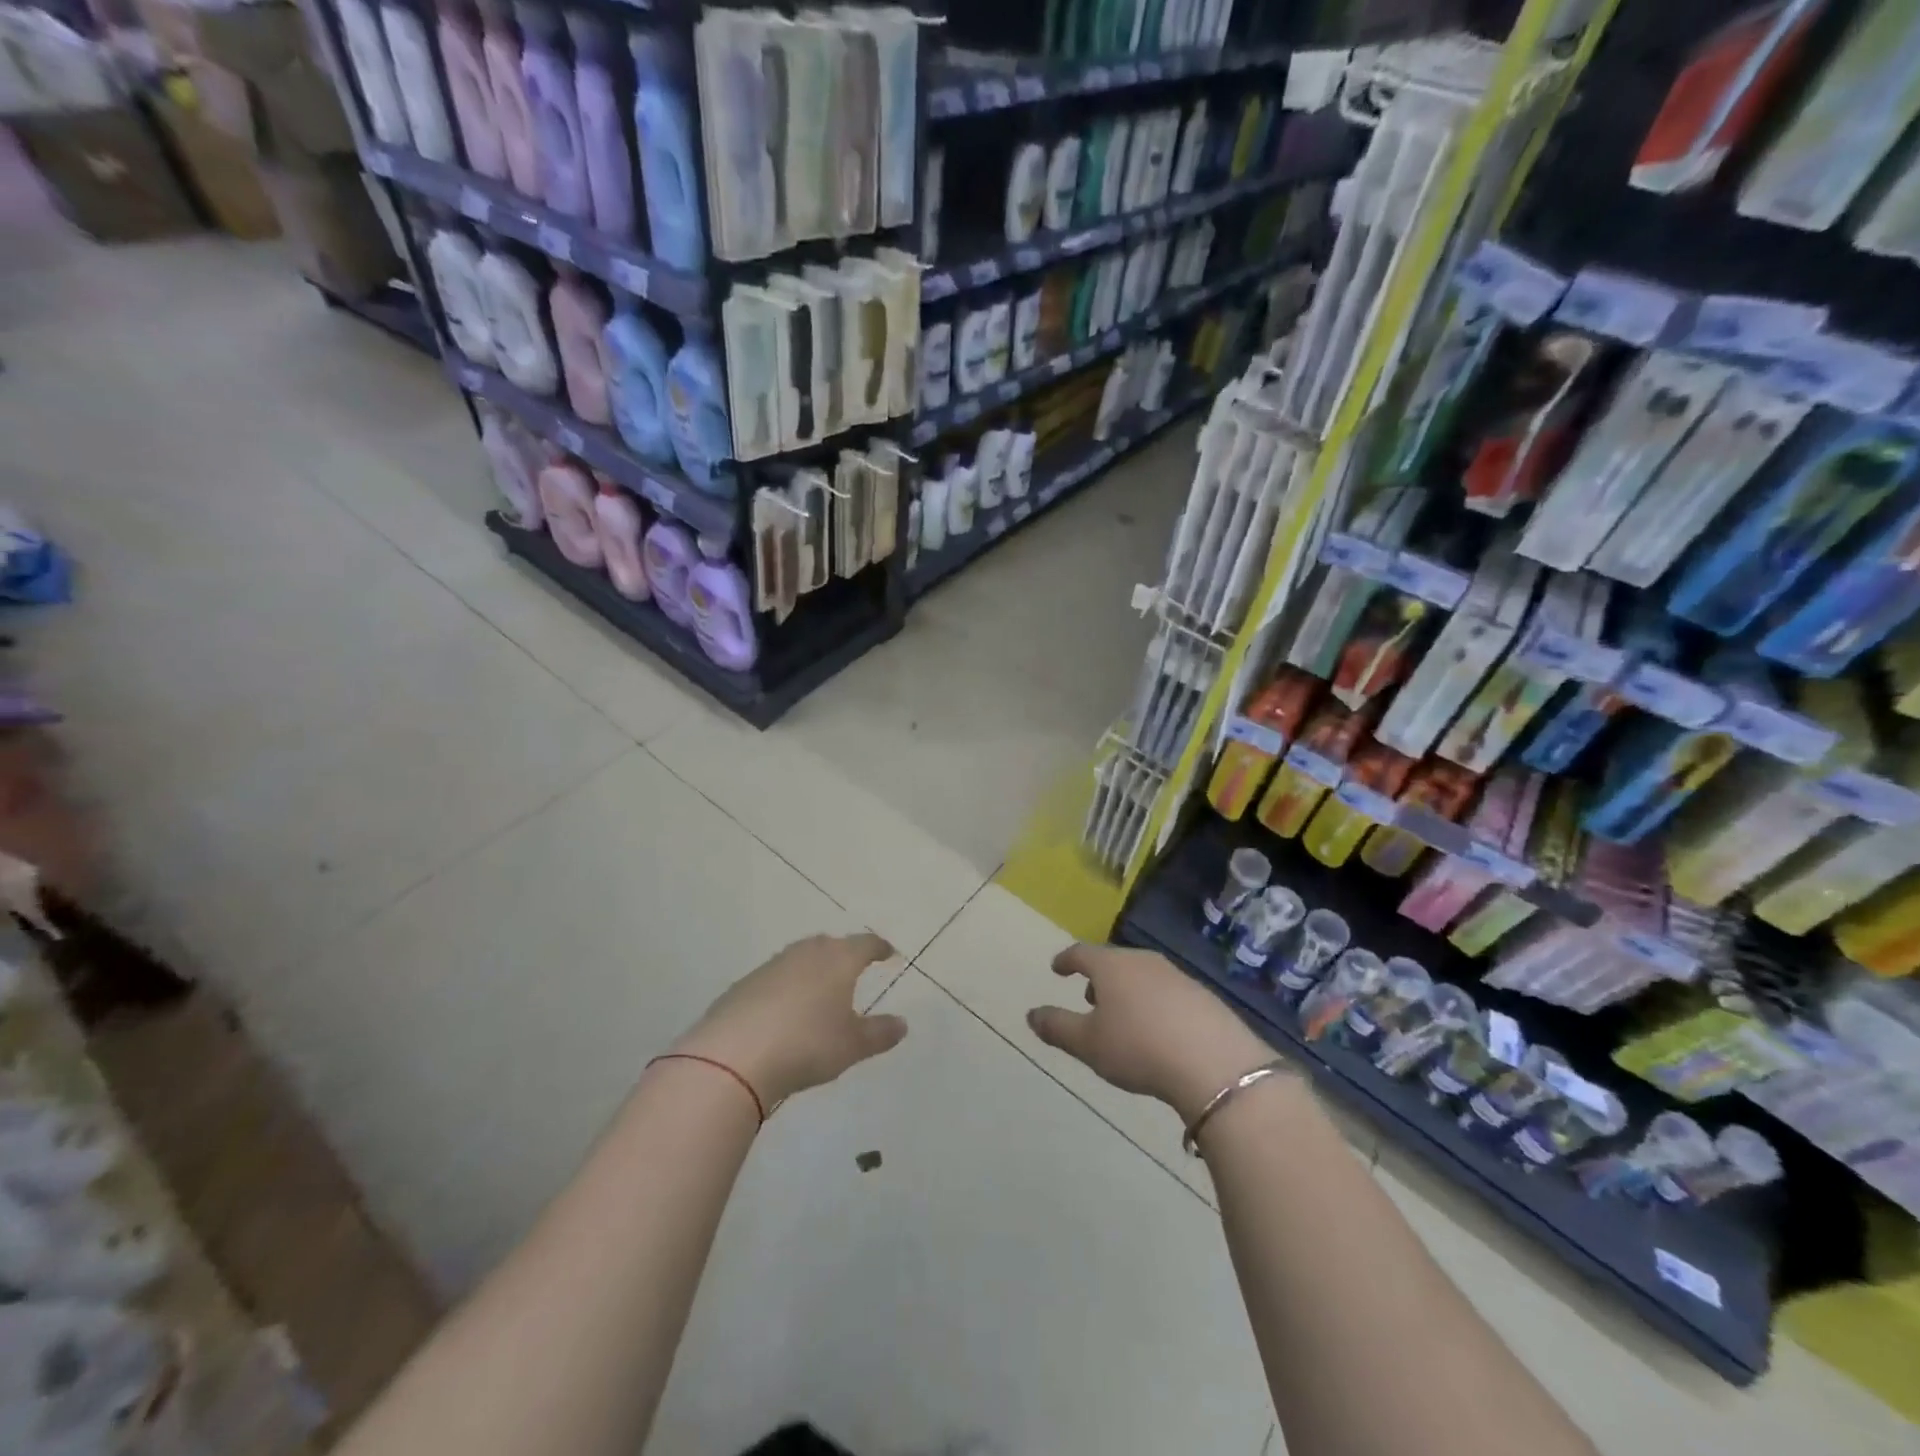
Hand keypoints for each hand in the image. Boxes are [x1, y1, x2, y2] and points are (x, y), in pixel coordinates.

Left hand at [673, 933, 906, 1108]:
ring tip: (819, 991)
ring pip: (800, 959)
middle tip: (853, 968)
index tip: (888, 953)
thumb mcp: (852, 1045)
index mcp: (838, 959)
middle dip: (844, 954)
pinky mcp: (743, 985)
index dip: (879, 948)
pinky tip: (783, 1011)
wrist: (734, 1056)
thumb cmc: (807, 1044)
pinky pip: (774, 979)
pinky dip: (785, 988)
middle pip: (830, 945)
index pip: (865, 944)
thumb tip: (902, 1023)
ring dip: (812, 970)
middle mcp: (806, 953)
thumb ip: (880, 1033)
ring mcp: (771, 966)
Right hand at [1027, 943, 1276, 1121]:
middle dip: (1098, 977)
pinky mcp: (1203, 995)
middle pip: (1114, 961)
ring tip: (1122, 1015)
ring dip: (1127, 990)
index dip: (1066, 960)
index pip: (1081, 953)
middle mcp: (1143, 961)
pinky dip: (1153, 1002)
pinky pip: (1167, 991)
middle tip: (1089, 997)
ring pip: (1142, 975)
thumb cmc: (1138, 1047)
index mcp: (1111, 966)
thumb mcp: (1088, 1044)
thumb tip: (1031, 1014)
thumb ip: (1057, 1027)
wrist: (1215, 1063)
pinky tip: (1157, 1028)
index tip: (1057, 968)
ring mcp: (1176, 975)